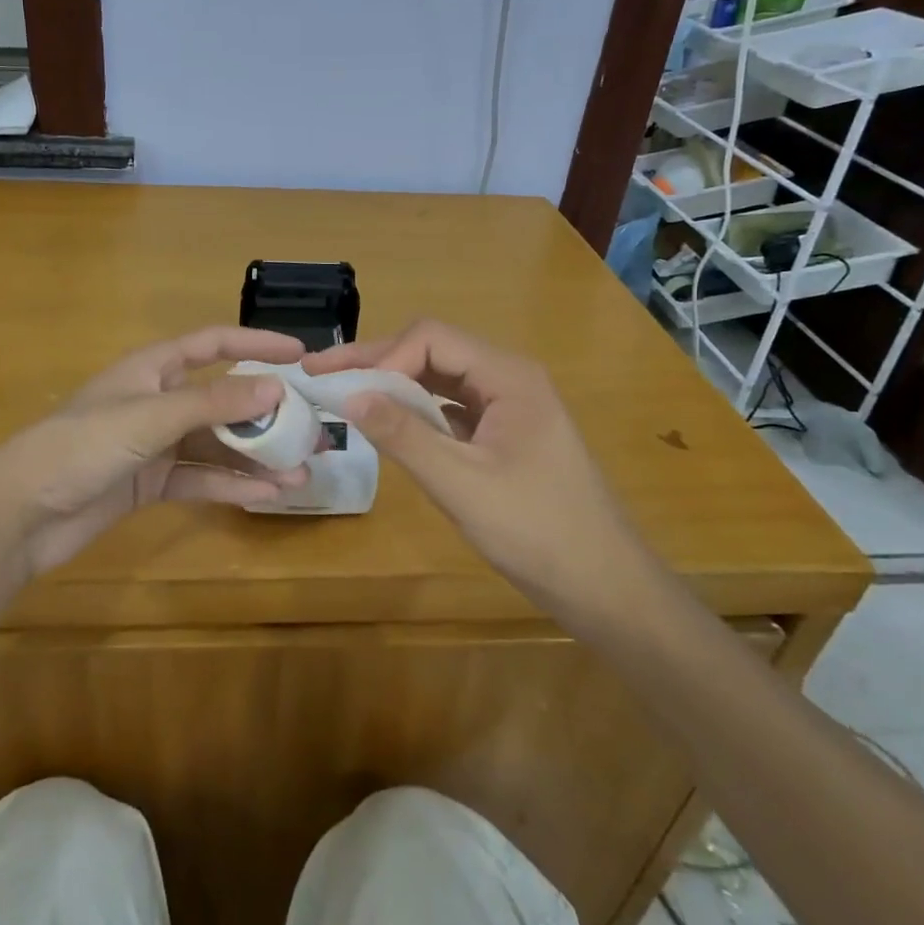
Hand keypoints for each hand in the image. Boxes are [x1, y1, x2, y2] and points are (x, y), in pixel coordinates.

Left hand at [0, 327, 309, 577]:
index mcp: (153, 369)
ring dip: (256, 457)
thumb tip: (276, 390)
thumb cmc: (82, 445)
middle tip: (312, 430)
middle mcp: (158, 401)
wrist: (20, 512)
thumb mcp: (150, 417)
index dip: (256, 345)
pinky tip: (265, 496)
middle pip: (222, 400)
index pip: (213, 344)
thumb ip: (213, 405)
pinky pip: (199, 479)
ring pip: (216, 444)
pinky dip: (230, 486)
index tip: (301, 356)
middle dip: (266, 415)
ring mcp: (155, 444)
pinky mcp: (150, 483)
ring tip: (300, 472)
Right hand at [306, 320, 665, 626]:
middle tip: (320, 372)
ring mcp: (507, 406)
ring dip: (392, 384)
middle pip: (432, 351)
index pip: (431, 338)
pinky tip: (388, 424)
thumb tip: (348, 395)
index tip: (346, 391)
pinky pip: (450, 408)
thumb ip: (404, 436)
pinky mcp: (503, 434)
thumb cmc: (537, 531)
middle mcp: (508, 379)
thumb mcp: (462, 484)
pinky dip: (414, 411)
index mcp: (508, 376)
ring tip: (343, 392)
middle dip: (376, 361)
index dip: (383, 357)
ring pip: (439, 379)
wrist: (604, 585)